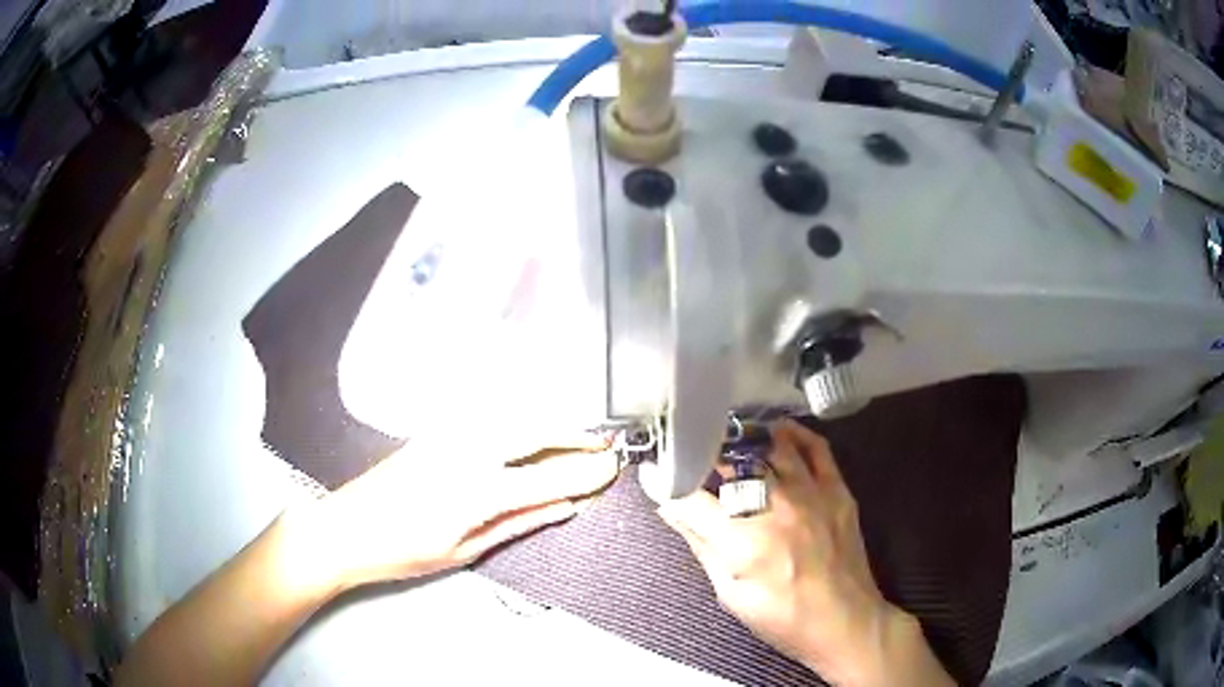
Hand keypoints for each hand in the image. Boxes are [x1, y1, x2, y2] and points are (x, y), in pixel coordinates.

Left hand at [293, 431, 618, 591]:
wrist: (347, 528)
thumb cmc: (404, 551)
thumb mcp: (465, 549)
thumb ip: (519, 523)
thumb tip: (564, 507)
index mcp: (477, 490)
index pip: (546, 477)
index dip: (584, 473)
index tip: (612, 470)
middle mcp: (467, 452)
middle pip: (533, 433)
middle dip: (574, 436)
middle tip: (603, 446)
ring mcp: (448, 436)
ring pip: (512, 419)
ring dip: (550, 425)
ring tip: (576, 438)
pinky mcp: (435, 432)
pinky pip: (489, 419)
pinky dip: (520, 422)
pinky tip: (530, 432)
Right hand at [658, 420, 951, 686]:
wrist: (845, 621)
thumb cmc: (783, 617)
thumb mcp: (730, 593)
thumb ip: (701, 545)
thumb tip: (670, 509)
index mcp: (744, 542)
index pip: (692, 499)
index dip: (665, 484)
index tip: (653, 472)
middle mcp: (777, 508)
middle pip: (731, 463)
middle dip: (704, 457)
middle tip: (691, 459)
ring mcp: (811, 494)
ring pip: (771, 446)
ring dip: (743, 440)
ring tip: (727, 441)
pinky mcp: (837, 490)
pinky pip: (815, 448)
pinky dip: (793, 434)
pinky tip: (776, 431)